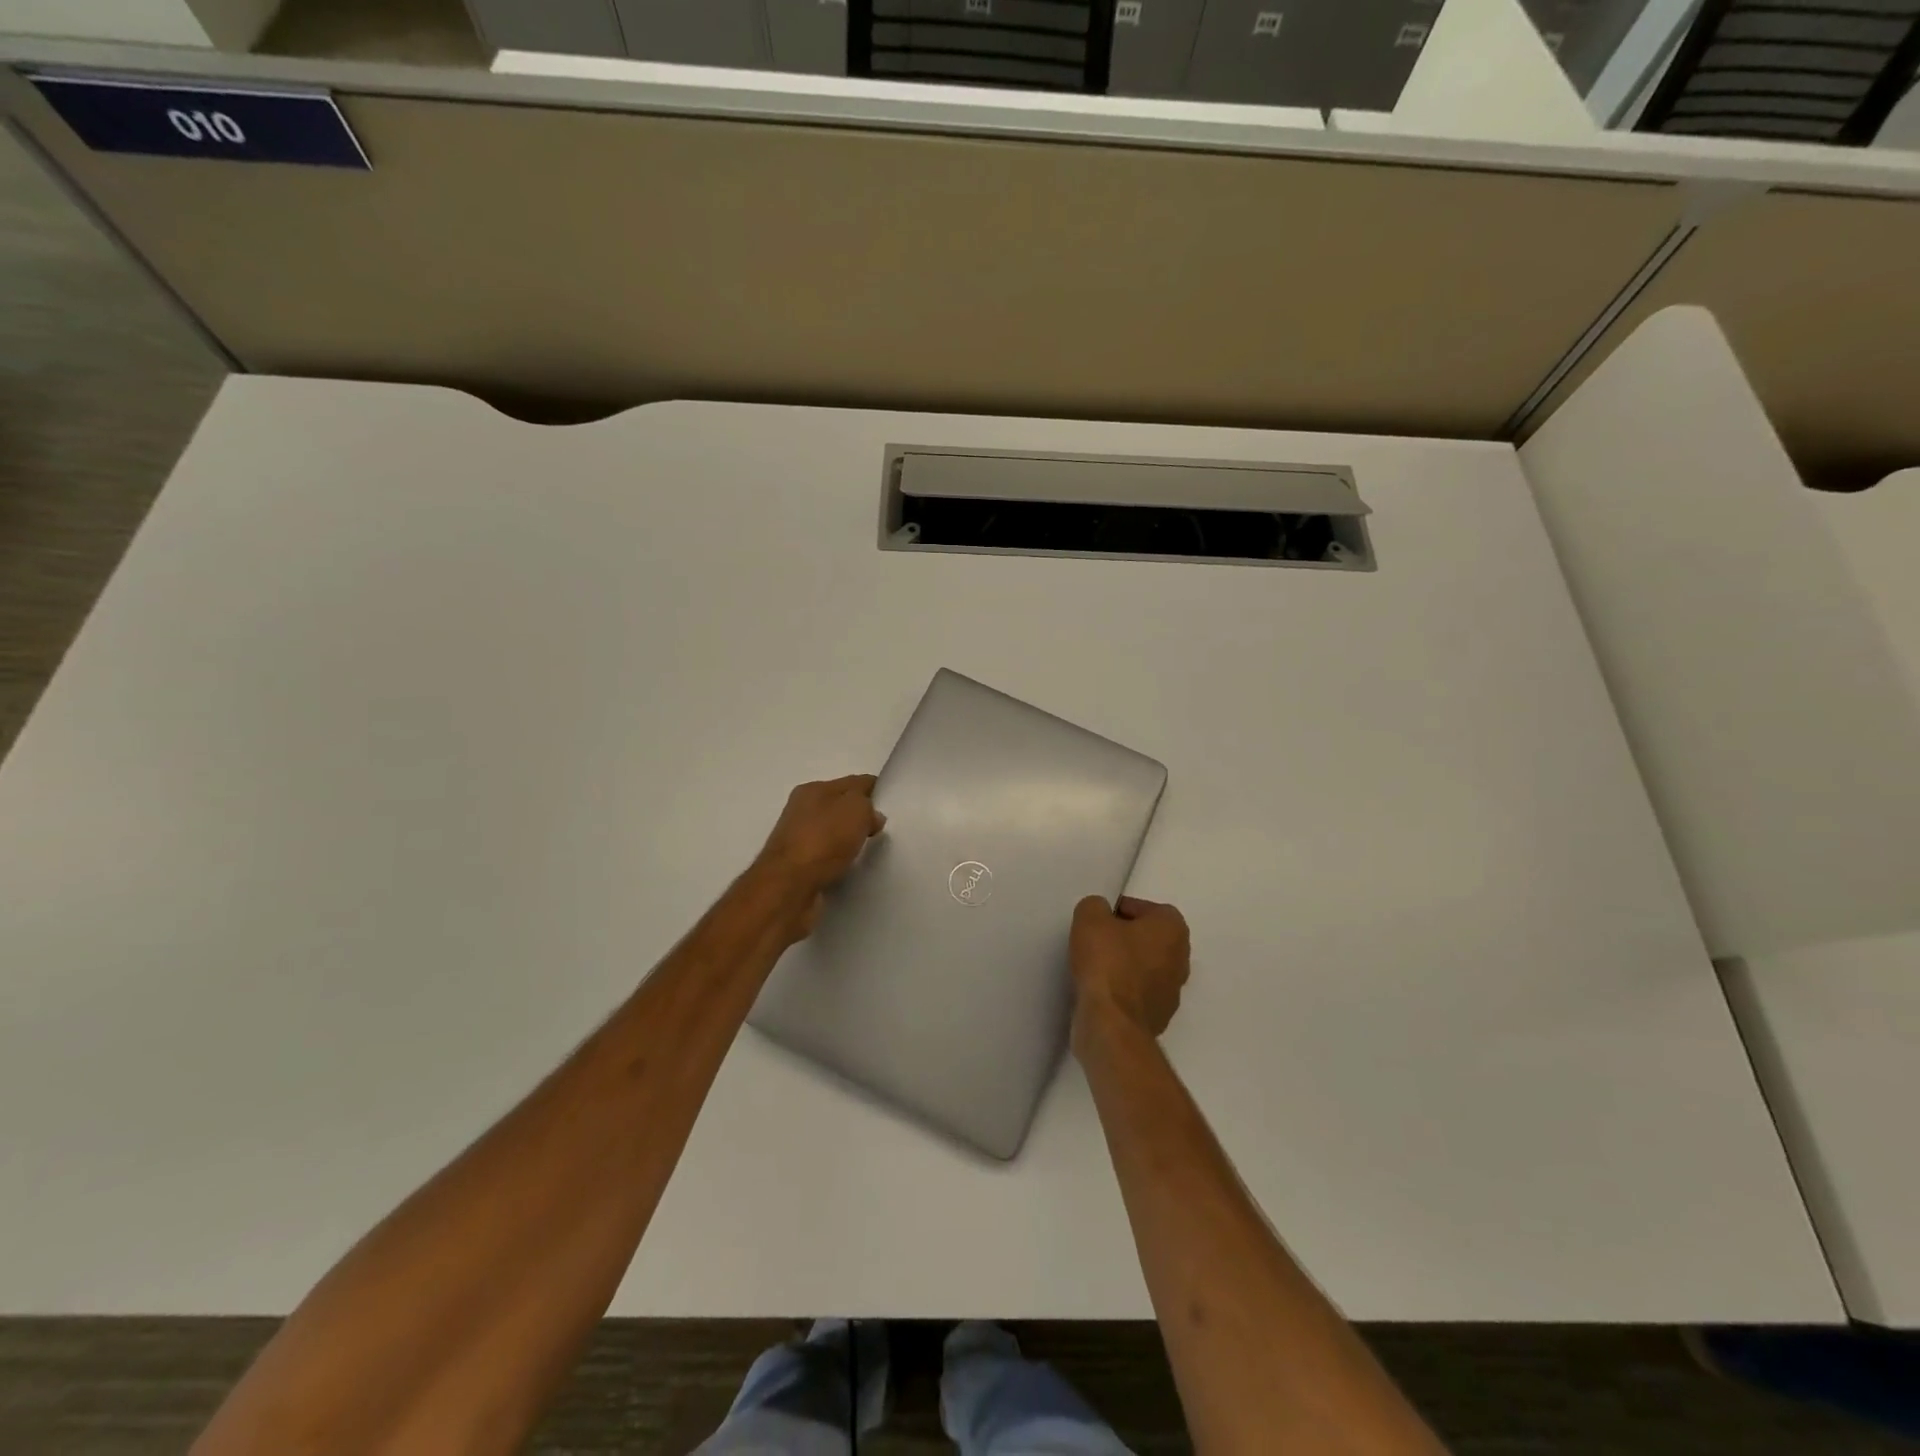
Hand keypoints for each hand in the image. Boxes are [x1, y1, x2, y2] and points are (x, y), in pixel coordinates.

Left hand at [756, 775, 885, 934]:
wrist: (789, 887)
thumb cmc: (823, 840)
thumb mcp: (856, 809)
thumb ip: (868, 806)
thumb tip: (872, 816)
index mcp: (813, 789)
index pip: (852, 782)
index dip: (874, 789)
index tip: (892, 803)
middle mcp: (801, 810)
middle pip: (840, 807)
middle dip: (861, 815)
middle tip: (884, 829)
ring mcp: (797, 839)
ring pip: (833, 833)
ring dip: (849, 839)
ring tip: (871, 850)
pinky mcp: (797, 866)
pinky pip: (827, 856)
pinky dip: (839, 859)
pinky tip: (851, 866)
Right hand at [1070, 895, 1189, 1049]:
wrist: (1112, 1023)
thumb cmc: (1107, 962)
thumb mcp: (1090, 917)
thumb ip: (1096, 906)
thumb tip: (1100, 914)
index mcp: (1173, 929)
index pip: (1146, 909)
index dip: (1119, 911)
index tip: (1098, 921)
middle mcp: (1181, 958)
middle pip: (1148, 939)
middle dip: (1123, 939)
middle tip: (1095, 941)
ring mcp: (1172, 992)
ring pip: (1144, 968)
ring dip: (1123, 966)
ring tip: (1094, 967)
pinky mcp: (1158, 1017)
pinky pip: (1137, 994)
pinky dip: (1121, 991)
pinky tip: (1100, 992)